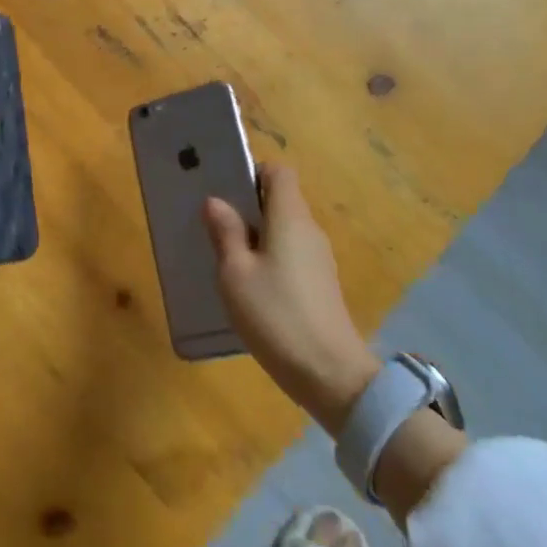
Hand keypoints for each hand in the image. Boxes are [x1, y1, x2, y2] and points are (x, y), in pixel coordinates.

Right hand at [204, 164, 380, 435]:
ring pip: (285, 230)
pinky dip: (271, 259)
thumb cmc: (276, 314)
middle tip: (217, 226)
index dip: (253, 174)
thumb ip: (226, 233)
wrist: (330, 374)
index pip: (279, 172)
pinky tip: (251, 287)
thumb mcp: (236, 273)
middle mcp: (309, 230)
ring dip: (258, 236)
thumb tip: (216, 202)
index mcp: (290, 217)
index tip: (227, 192)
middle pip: (281, 200)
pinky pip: (292, 255)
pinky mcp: (322, 284)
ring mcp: (319, 259)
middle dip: (249, 207)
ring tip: (228, 258)